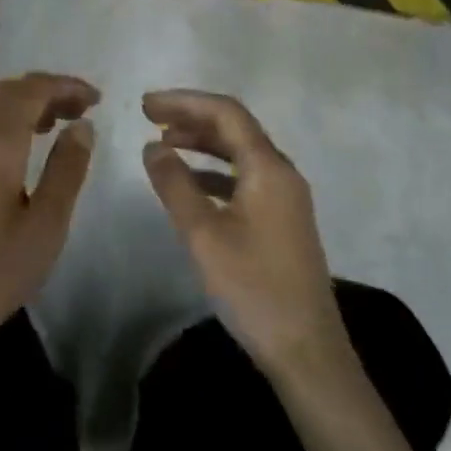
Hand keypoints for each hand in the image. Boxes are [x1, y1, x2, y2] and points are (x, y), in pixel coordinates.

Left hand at [0, 73, 98, 382]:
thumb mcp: (45, 226)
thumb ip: (67, 169)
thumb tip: (82, 126)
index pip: (32, 90)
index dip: (65, 86)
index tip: (96, 99)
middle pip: (8, 90)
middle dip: (47, 91)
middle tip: (82, 109)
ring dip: (24, 103)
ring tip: (58, 123)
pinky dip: (4, 119)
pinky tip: (22, 145)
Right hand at [141, 90, 349, 374]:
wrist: (305, 349)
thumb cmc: (253, 287)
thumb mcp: (203, 234)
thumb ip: (175, 185)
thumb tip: (152, 146)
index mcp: (269, 168)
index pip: (226, 113)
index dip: (185, 101)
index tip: (145, 105)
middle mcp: (282, 173)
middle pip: (235, 128)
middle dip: (192, 117)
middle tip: (149, 117)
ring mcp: (285, 197)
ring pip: (240, 153)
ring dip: (202, 142)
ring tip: (163, 143)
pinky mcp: (281, 219)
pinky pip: (244, 177)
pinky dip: (214, 171)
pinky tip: (190, 183)